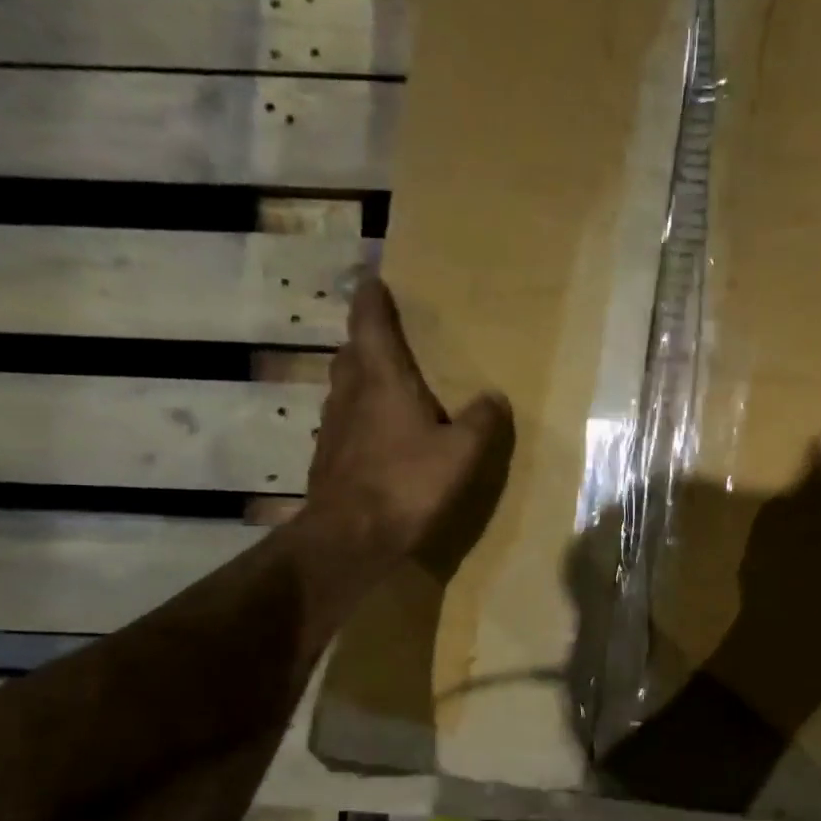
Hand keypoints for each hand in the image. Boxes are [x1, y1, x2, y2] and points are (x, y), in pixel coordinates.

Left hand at [306, 274, 511, 569]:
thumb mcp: (461, 454)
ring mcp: (332, 430)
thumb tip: (494, 397)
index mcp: (382, 381)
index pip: (371, 325)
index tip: (373, 280)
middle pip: (351, 355)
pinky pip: (343, 425)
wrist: (348, 540)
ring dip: (359, 381)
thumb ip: (481, 422)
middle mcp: (350, 396)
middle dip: (365, 341)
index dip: (372, 301)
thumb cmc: (406, 486)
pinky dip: (358, 419)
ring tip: (384, 387)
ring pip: (343, 391)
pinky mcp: (327, 461)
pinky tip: (376, 439)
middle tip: (385, 338)